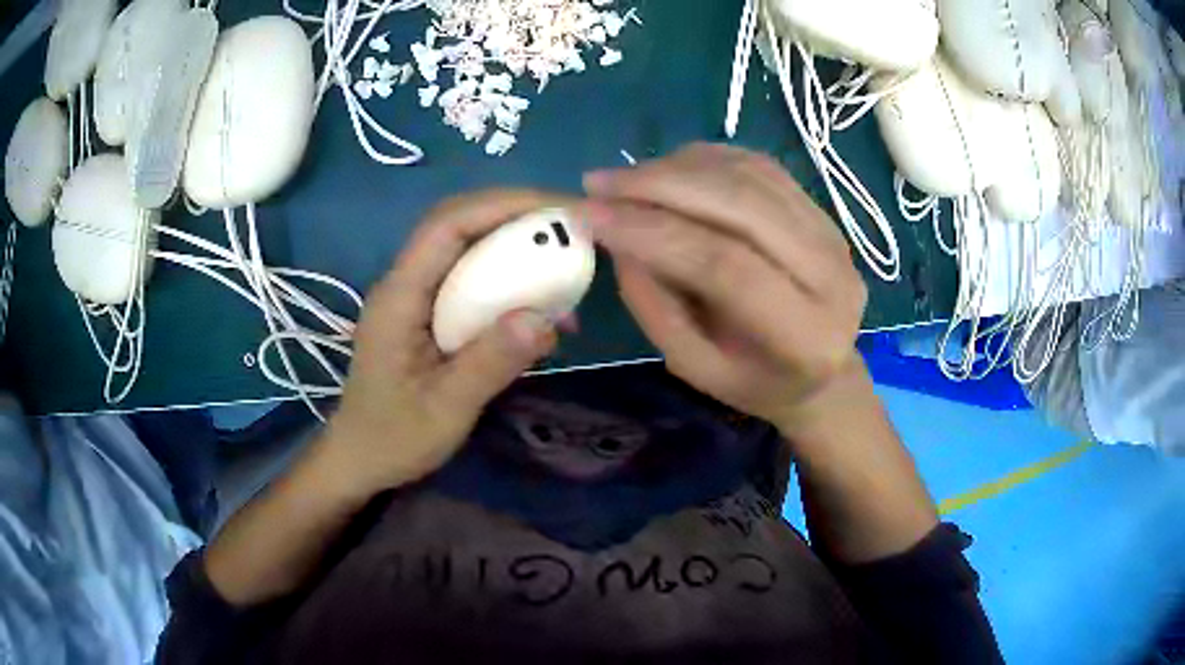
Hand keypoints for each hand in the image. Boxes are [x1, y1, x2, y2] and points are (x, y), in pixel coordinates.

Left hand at [323, 190, 572, 492]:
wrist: (360, 458)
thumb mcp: (445, 410)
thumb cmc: (394, 438)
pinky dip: (507, 283)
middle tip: (570, 229)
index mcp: (400, 296)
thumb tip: (542, 318)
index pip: (447, 225)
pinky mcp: (427, 315)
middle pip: (459, 225)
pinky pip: (469, 282)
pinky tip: (536, 310)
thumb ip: (489, 363)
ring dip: (514, 249)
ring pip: (466, 250)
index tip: (557, 210)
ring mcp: (415, 298)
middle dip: (514, 216)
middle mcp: (405, 284)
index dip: (502, 205)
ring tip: (562, 267)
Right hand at [581, 143, 867, 432]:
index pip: (726, 266)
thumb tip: (617, 235)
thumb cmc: (754, 382)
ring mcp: (832, 233)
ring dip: (677, 167)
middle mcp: (831, 274)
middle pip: (742, 205)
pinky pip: (758, 166)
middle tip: (599, 183)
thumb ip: (655, 307)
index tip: (592, 215)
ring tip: (625, 179)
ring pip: (748, 176)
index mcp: (806, 336)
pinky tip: (667, 168)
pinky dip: (705, 159)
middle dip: (660, 185)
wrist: (822, 370)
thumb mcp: (695, 369)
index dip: (654, 233)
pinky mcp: (822, 210)